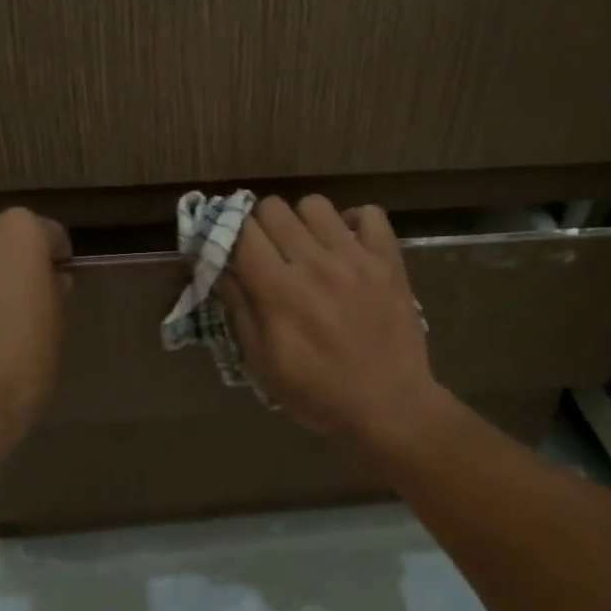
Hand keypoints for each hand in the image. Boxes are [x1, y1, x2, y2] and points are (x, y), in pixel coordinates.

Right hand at [216, 196, 452, 452]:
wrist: (390, 406)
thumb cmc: (319, 393)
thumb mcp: (264, 365)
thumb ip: (240, 311)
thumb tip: (221, 269)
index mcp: (279, 291)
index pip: (241, 231)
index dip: (230, 233)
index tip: (232, 248)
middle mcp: (315, 263)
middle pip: (273, 208)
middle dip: (261, 225)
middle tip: (268, 251)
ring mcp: (355, 258)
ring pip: (315, 204)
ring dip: (303, 222)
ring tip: (308, 248)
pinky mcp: (388, 260)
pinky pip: (370, 214)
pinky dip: (355, 222)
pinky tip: (348, 245)